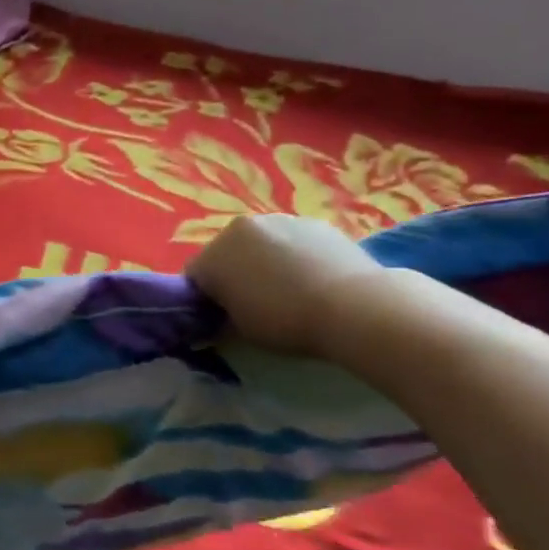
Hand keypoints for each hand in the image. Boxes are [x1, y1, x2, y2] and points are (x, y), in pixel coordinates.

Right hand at [186, 214, 383, 356]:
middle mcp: (240, 228)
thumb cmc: (285, 321)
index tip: (221, 317)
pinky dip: (296, 256)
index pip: (195, 276)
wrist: (353, 307)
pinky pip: (293, 241)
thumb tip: (220, 316)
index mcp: (214, 254)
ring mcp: (280, 220)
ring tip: (290, 291)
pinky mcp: (315, 222)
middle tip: (254, 303)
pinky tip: (314, 280)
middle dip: (234, 273)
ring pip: (261, 243)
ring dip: (265, 261)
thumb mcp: (240, 330)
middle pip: (226, 252)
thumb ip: (222, 316)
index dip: (205, 298)